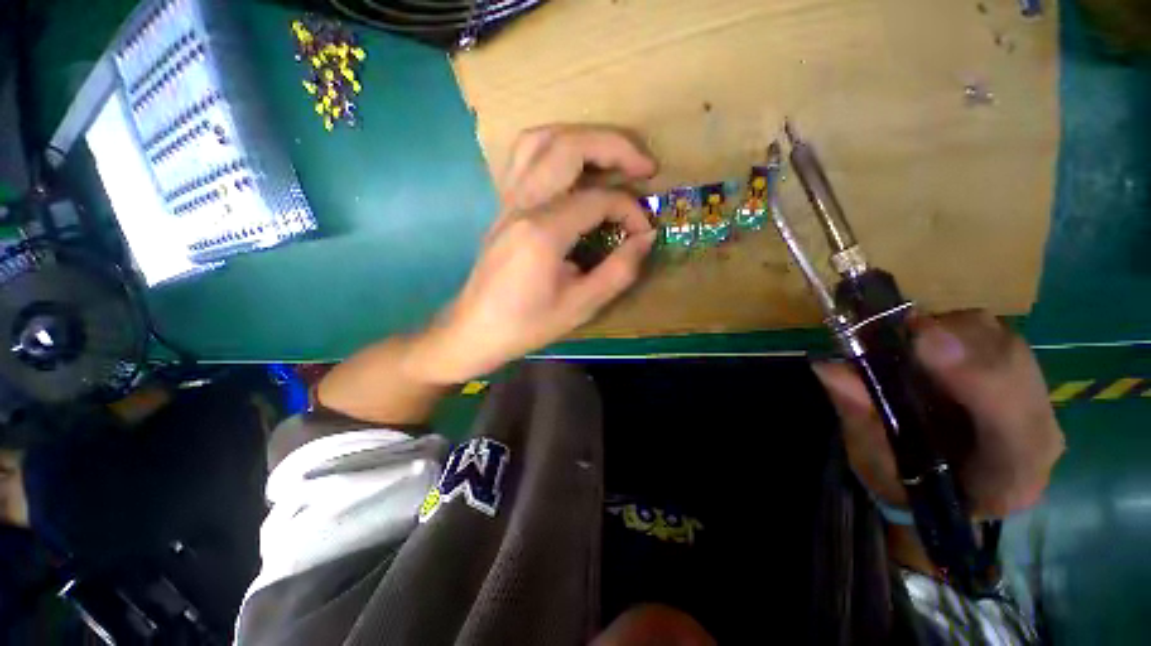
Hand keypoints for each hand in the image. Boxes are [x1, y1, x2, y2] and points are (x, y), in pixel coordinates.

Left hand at [417, 125, 658, 383]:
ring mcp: (507, 200)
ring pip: (540, 139)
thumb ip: (619, 270)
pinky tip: (571, 168)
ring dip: (581, 138)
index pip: (598, 200)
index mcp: (543, 232)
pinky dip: (554, 149)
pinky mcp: (503, 205)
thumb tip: (646, 238)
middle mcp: (523, 204)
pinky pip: (524, 157)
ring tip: (609, 156)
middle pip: (569, 146)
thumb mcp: (581, 306)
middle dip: (615, 146)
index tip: (644, 232)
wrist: (475, 329)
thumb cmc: (527, 324)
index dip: (631, 210)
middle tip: (645, 166)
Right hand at [812, 310, 1064, 518]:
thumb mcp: (874, 464)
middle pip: (1012, 367)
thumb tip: (830, 368)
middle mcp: (1038, 433)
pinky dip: (951, 329)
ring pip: (1003, 341)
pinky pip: (993, 334)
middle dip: (952, 341)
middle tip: (895, 332)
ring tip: (902, 343)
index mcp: (1010, 478)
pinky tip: (922, 345)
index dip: (974, 378)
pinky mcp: (1020, 373)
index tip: (924, 341)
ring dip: (948, 331)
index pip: (1015, 426)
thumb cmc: (907, 487)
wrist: (943, 488)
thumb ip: (861, 419)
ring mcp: (1036, 398)